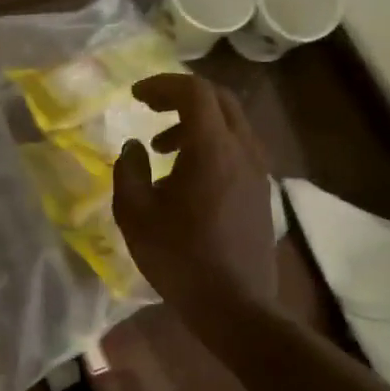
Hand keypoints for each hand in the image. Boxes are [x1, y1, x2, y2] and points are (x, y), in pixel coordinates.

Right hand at [113, 74, 278, 322]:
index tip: (135, 96)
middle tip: (150, 108)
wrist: (234, 304)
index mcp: (212, 149)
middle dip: (181, 96)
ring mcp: (258, 170)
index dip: (163, 85)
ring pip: (231, 123)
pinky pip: (238, 148)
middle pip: (219, 100)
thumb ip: (128, 171)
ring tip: (162, 149)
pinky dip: (211, 144)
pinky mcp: (261, 190)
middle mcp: (243, 150)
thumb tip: (134, 147)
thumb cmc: (179, 258)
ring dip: (196, 123)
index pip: (194, 93)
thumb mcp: (135, 215)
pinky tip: (186, 175)